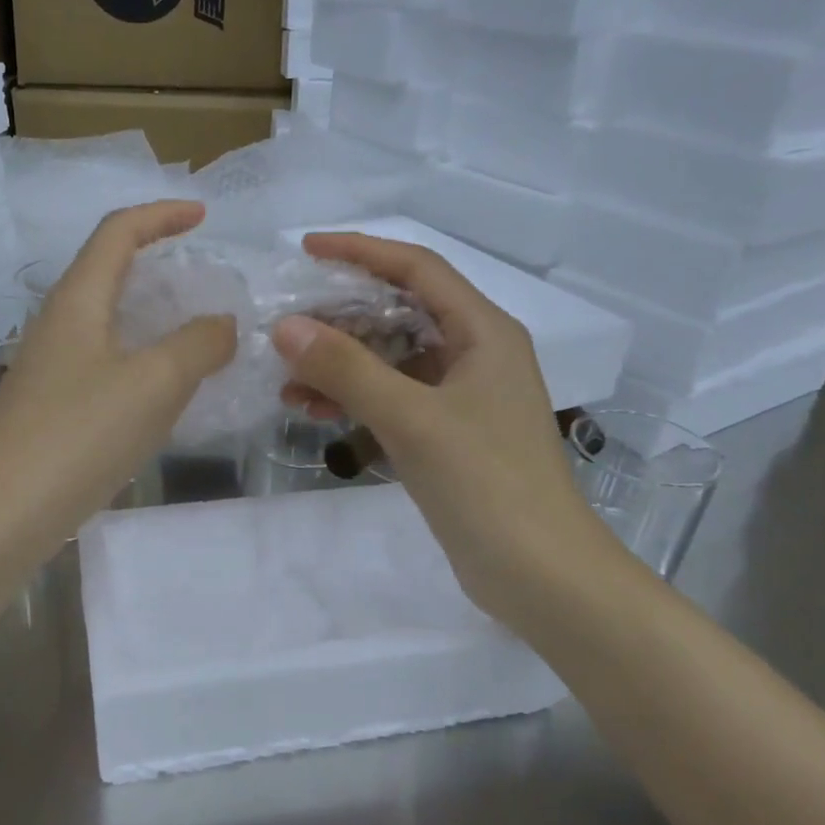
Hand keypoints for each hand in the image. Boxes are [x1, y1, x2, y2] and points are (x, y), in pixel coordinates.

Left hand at [0, 202, 236, 550]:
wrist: (0, 515)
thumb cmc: (79, 435)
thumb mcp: (155, 384)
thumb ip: (198, 345)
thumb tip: (222, 324)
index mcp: (77, 301)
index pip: (117, 232)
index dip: (161, 214)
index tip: (203, 217)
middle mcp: (56, 324)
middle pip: (107, 271)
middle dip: (156, 262)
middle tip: (202, 278)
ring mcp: (48, 368)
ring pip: (105, 321)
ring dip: (149, 316)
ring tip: (193, 335)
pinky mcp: (48, 407)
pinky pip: (101, 363)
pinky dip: (138, 359)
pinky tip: (160, 392)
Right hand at [273, 232, 635, 629]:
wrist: (539, 574)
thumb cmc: (485, 483)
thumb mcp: (411, 418)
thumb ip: (347, 369)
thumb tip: (286, 327)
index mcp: (483, 332)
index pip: (417, 268)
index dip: (361, 251)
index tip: (306, 250)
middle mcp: (475, 354)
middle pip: (400, 312)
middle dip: (341, 316)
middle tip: (286, 326)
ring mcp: (462, 397)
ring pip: (391, 360)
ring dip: (341, 364)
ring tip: (287, 380)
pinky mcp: (448, 435)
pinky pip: (393, 398)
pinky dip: (355, 398)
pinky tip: (314, 411)